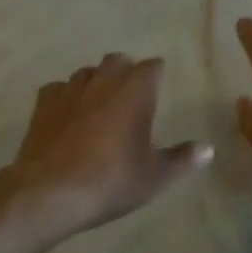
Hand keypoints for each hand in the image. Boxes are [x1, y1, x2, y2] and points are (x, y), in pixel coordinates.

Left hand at [0, 53, 211, 241]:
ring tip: (99, 104)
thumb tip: (208, 149)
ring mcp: (70, 89)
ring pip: (87, 72)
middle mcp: (103, 80)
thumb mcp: (155, 176)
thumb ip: (182, 159)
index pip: (152, 66)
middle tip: (131, 96)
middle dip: (126, 71)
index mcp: (135, 90)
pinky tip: (67, 114)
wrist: (51, 192)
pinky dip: (66, 96)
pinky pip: (58, 88)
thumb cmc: (111, 180)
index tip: (159, 88)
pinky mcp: (43, 104)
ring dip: (96, 81)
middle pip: (118, 60)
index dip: (157, 75)